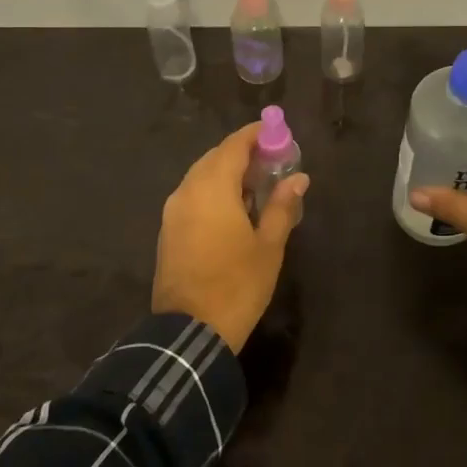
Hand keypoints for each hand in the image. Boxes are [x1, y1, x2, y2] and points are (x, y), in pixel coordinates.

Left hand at [153, 122, 309, 351]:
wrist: (189, 332)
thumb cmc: (237, 284)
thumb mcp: (269, 245)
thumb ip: (283, 206)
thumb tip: (298, 178)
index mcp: (212, 188)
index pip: (234, 145)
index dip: (257, 135)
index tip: (279, 134)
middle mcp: (187, 190)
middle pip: (216, 157)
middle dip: (244, 154)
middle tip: (273, 163)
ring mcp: (173, 211)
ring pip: (201, 176)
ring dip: (228, 173)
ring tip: (257, 187)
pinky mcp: (168, 230)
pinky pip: (193, 196)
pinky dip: (214, 192)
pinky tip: (234, 209)